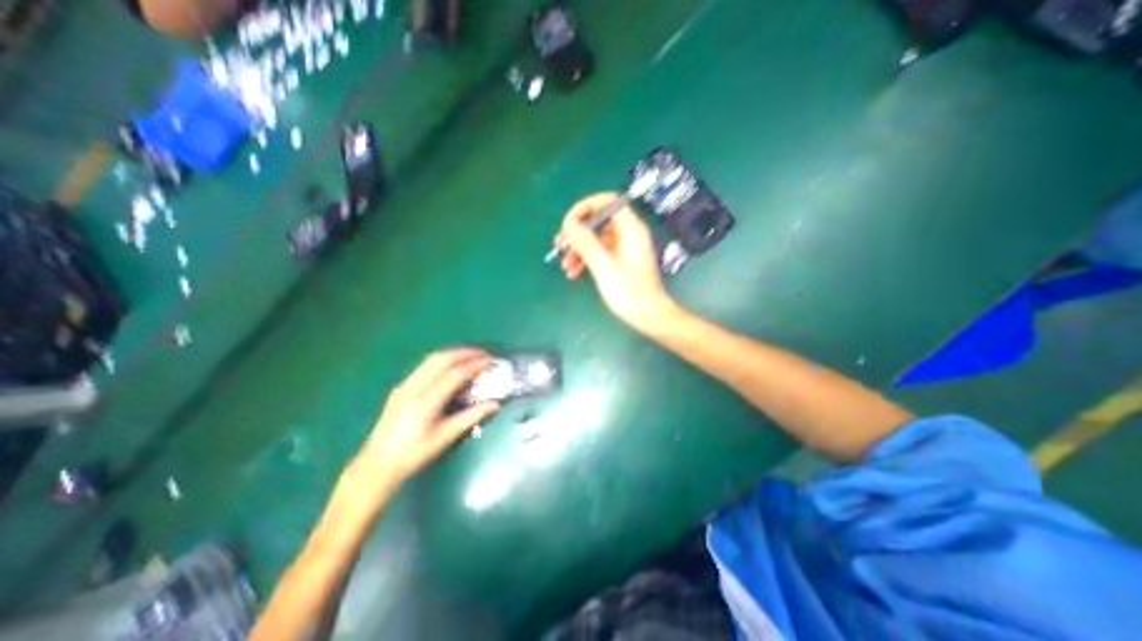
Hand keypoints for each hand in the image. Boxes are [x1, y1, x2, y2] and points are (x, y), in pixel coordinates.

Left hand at [354, 348, 497, 486]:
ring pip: (432, 359)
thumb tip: (495, 404)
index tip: (490, 361)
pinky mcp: (401, 387)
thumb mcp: (445, 437)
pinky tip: (452, 365)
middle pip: (442, 360)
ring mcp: (405, 385)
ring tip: (471, 355)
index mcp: (425, 402)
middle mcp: (413, 388)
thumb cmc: (414, 453)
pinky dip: (443, 360)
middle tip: (484, 353)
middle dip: (465, 353)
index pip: (454, 375)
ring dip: (454, 353)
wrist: (377, 463)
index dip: (474, 365)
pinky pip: (425, 366)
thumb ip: (471, 417)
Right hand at [561, 193, 681, 331]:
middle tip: (560, 245)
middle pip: (599, 221)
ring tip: (564, 265)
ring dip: (579, 249)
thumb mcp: (604, 267)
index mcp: (631, 229)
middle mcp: (629, 234)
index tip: (569, 222)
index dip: (586, 207)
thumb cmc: (629, 293)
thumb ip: (586, 243)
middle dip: (577, 232)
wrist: (649, 316)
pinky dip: (587, 258)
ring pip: (597, 238)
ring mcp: (625, 247)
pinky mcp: (622, 260)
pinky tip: (573, 272)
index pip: (608, 202)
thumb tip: (569, 223)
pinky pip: (601, 251)